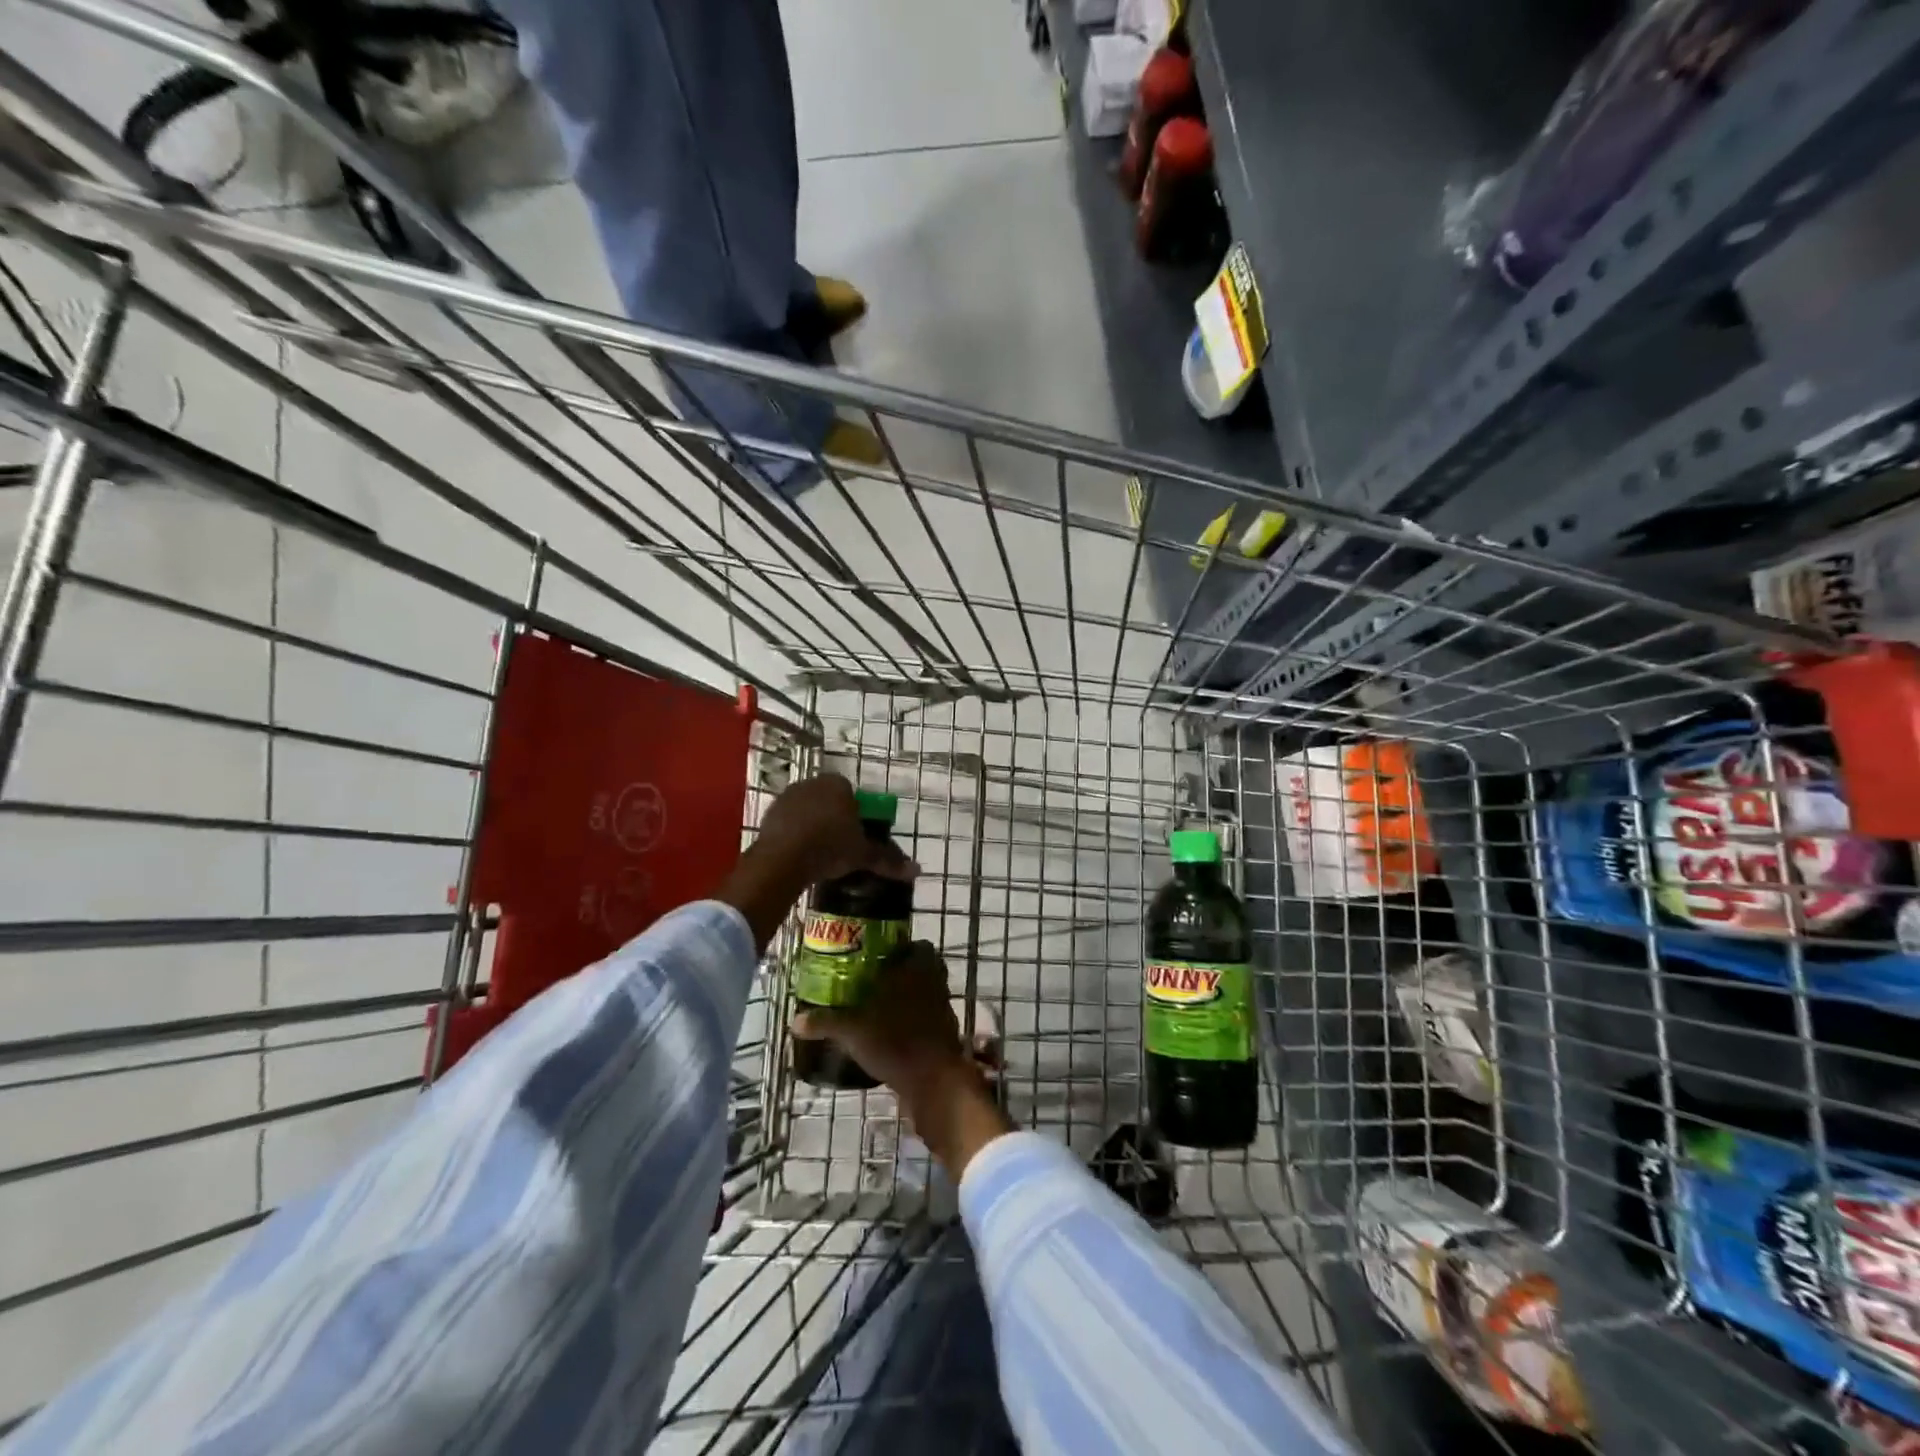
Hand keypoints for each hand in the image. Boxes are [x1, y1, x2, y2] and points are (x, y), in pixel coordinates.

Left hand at [754, 774, 915, 886]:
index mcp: (838, 784)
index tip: (857, 836)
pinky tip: (799, 855)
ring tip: (818, 853)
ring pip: (807, 810)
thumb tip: (918, 870)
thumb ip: (887, 860)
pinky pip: (788, 822)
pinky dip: (794, 834)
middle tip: (840, 846)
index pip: (853, 794)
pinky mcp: (769, 814)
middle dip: (834, 819)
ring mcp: (787, 796)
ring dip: (813, 826)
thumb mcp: (862, 855)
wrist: (783, 858)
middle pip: (829, 800)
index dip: (857, 815)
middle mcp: (812, 783)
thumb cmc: (830, 847)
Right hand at [792, 941, 1012, 1177]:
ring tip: (881, 1009)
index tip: (882, 957)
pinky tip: (894, 1035)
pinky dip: (915, 1022)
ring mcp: (943, 1009)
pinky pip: (929, 1019)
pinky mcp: (946, 1034)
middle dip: (903, 974)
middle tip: (876, 982)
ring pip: (927, 994)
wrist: (933, 1082)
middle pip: (923, 969)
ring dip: (910, 998)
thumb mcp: (852, 1031)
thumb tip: (795, 1021)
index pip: (920, 946)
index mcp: (917, 969)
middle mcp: (935, 983)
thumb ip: (825, 1022)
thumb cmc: (894, 1041)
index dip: (904, 949)